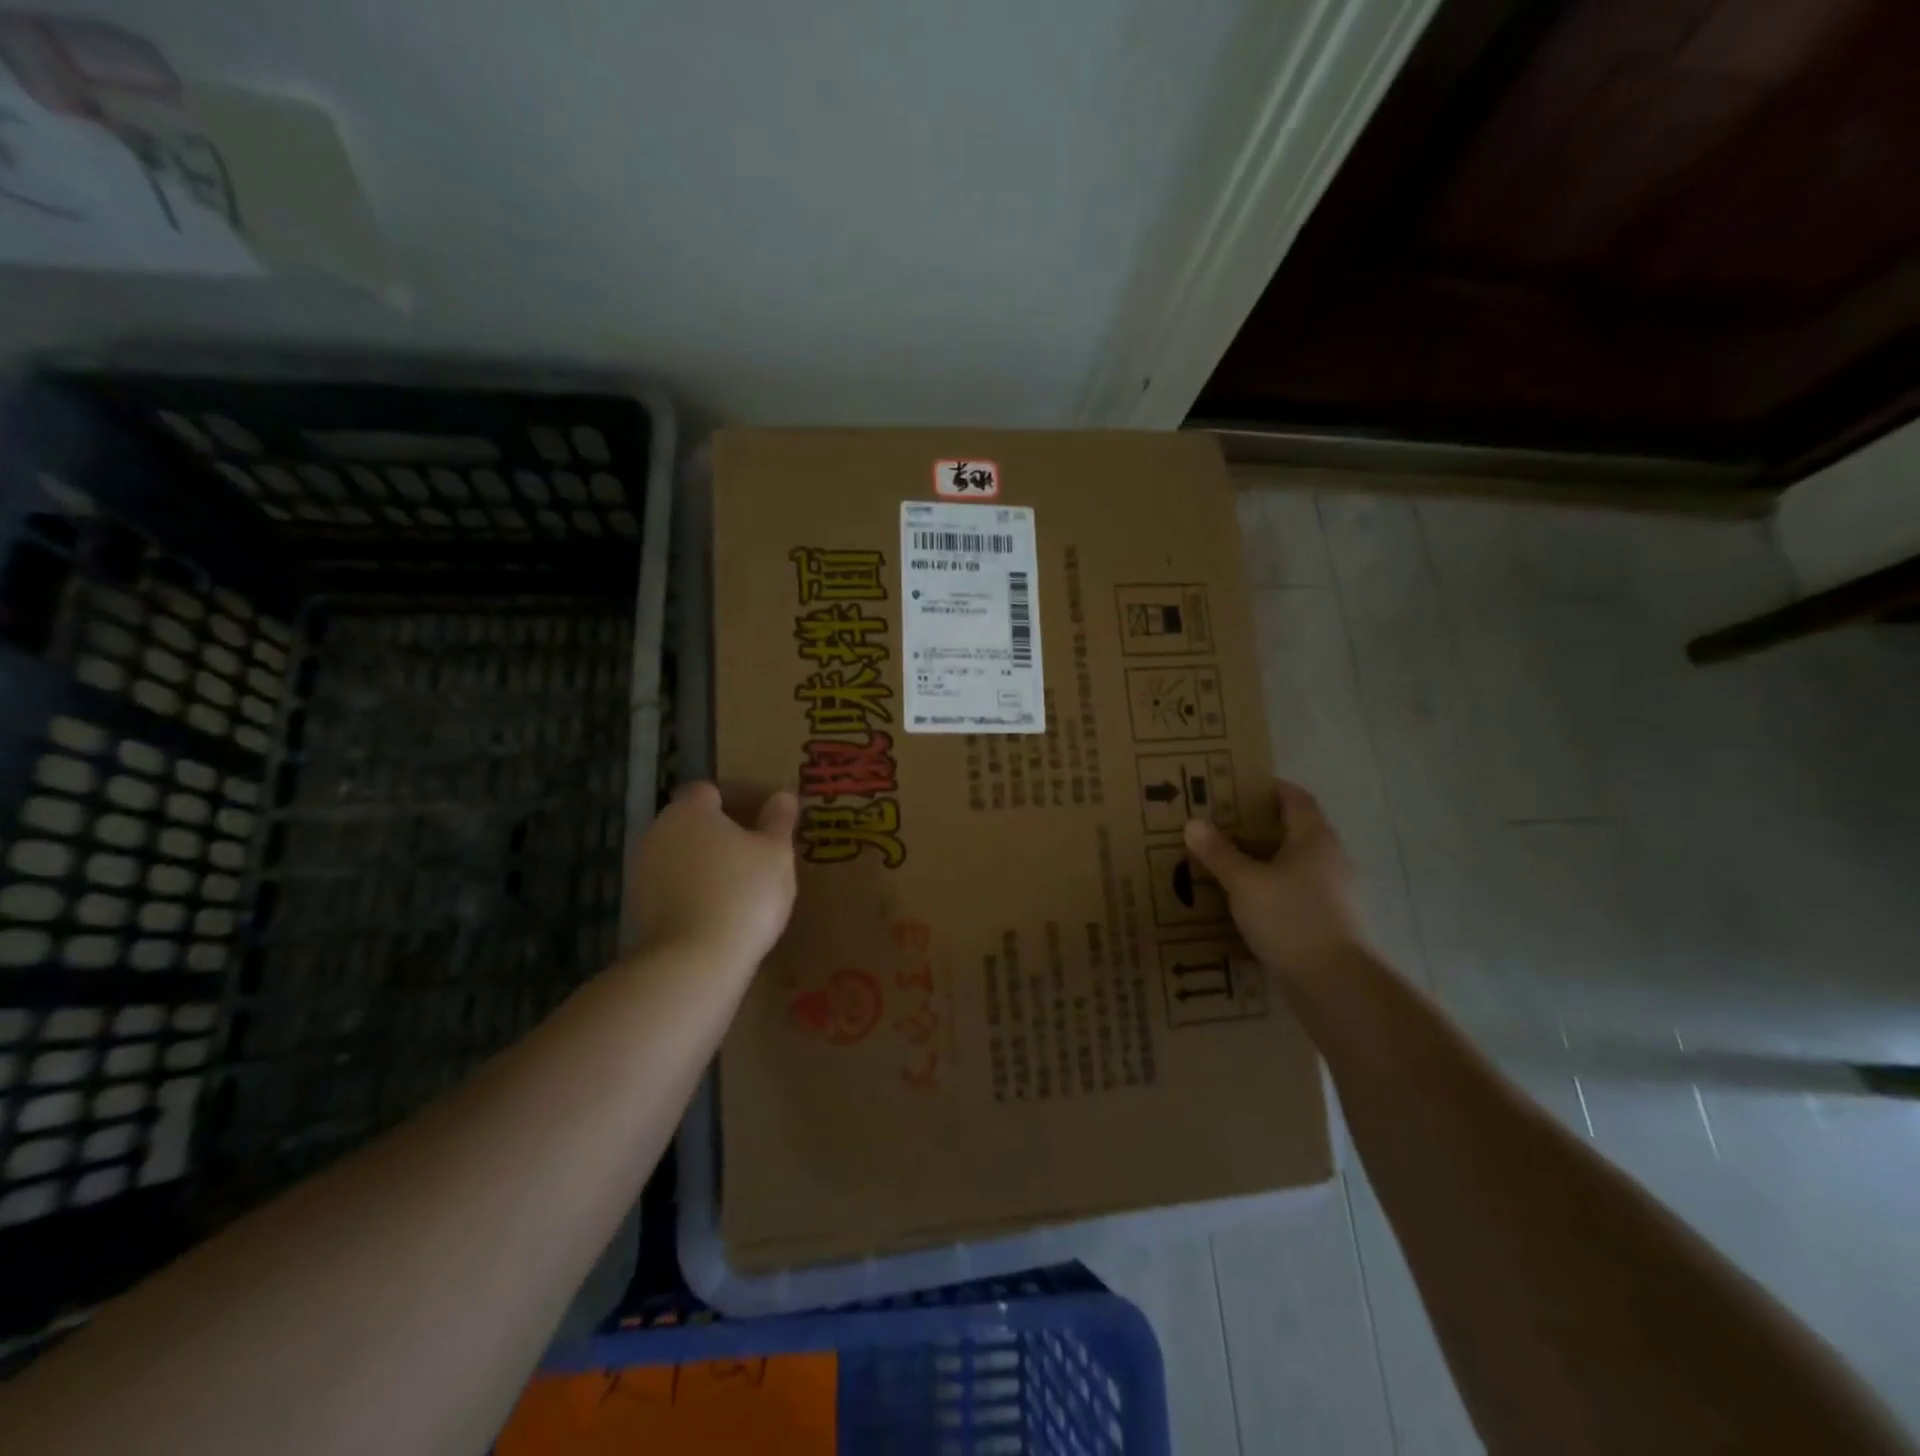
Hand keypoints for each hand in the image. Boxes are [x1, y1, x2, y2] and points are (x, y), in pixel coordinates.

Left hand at [631, 781, 798, 967]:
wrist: (693, 962)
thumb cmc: (743, 893)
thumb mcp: (776, 853)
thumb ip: (779, 820)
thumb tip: (782, 795)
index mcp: (689, 811)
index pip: (711, 790)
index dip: (739, 798)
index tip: (766, 817)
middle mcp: (658, 832)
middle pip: (693, 822)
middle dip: (723, 831)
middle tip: (759, 850)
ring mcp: (642, 872)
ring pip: (682, 855)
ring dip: (708, 861)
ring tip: (743, 882)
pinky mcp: (638, 909)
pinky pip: (673, 886)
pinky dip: (695, 889)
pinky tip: (721, 909)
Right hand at [1184, 778, 1361, 979]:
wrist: (1334, 982)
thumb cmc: (1290, 918)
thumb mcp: (1244, 882)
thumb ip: (1219, 853)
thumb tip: (1194, 823)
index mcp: (1314, 838)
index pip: (1295, 798)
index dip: (1269, 788)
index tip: (1237, 787)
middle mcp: (1330, 857)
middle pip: (1294, 829)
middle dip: (1259, 825)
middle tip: (1221, 825)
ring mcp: (1334, 890)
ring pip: (1295, 862)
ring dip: (1265, 859)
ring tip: (1228, 862)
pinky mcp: (1329, 919)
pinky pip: (1296, 890)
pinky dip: (1273, 887)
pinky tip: (1247, 900)